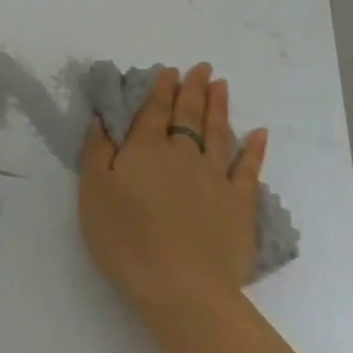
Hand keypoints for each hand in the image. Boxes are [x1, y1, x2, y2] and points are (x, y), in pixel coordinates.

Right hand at [79, 64, 268, 323]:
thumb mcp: (93, 194)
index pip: (154, 111)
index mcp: (145, 149)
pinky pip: (249, 168)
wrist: (180, 285)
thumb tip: (101, 120)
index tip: (170, 71)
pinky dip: (254, 149)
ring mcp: (215, 176)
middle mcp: (182, 154)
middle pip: (188, 115)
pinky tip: (259, 134)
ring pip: (217, 132)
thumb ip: (96, 153)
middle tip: (202, 68)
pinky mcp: (240, 203)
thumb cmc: (126, 239)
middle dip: (194, 88)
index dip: (161, 89)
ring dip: (219, 107)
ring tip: (222, 85)